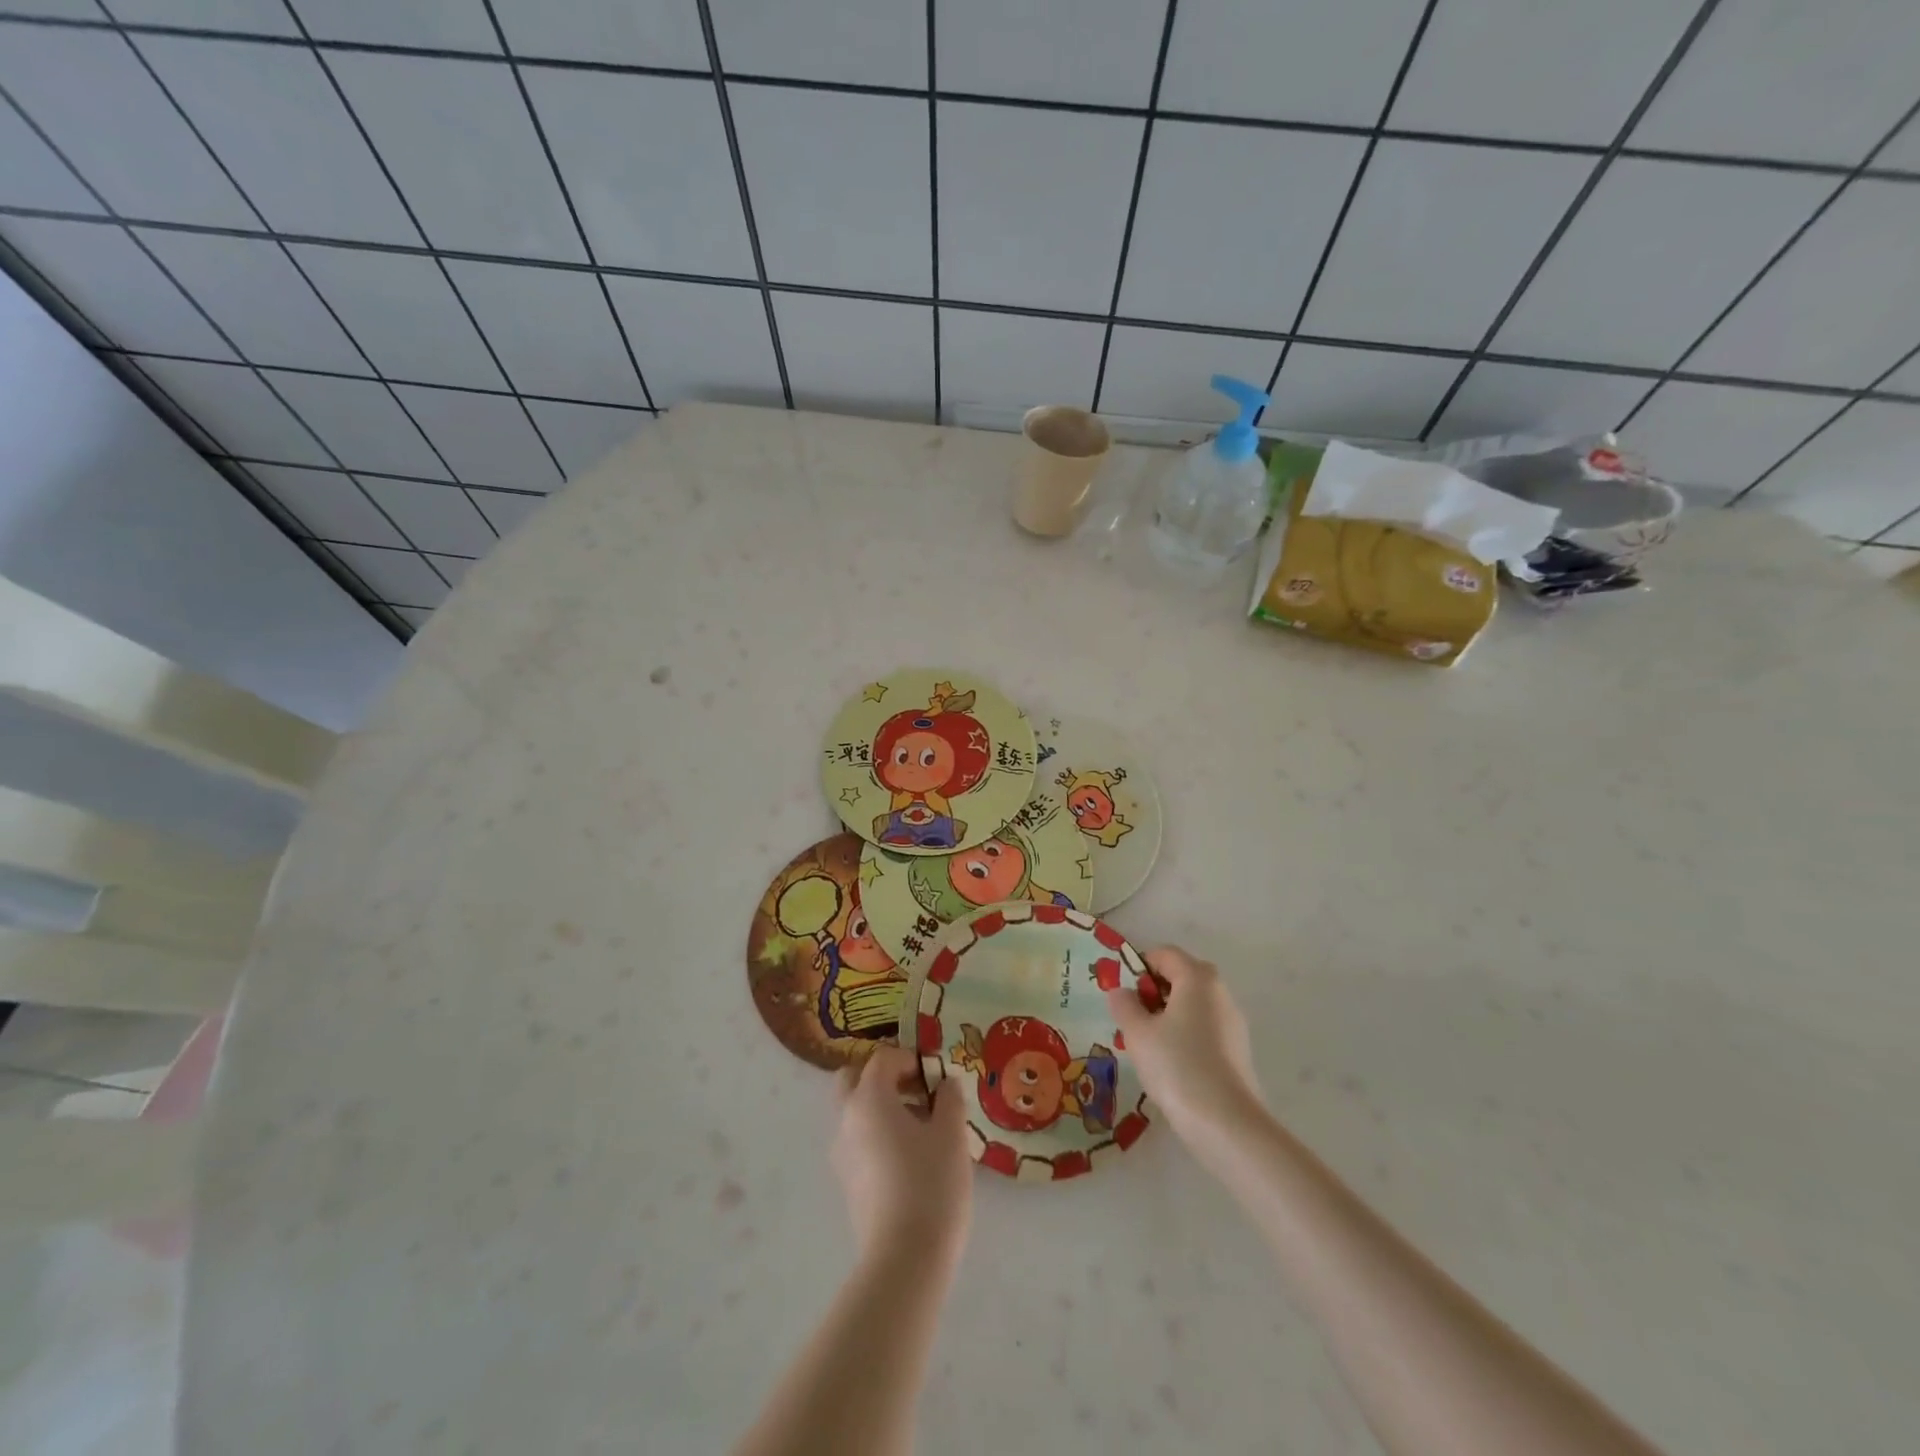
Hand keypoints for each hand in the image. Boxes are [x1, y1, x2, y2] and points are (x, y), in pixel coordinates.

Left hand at [833, 1046, 971, 1262]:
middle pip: (855, 1080)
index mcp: (869, 1098)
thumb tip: (946, 1083)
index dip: (910, 1058)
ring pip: (855, 1112)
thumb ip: (949, 1099)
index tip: (936, 1076)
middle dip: (884, 1078)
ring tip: (922, 1129)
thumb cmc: (931, 1184)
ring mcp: (841, 1153)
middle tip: (918, 1092)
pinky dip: (878, 1135)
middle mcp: (847, 1119)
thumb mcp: (952, 1134)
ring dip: (882, 1108)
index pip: (882, 1058)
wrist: (905, 1259)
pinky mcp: (846, 1183)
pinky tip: (911, 1159)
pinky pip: (858, 1141)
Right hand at [1107, 946, 1262, 1142]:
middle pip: (1181, 976)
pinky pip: (1204, 1028)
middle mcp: (1219, 992)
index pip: (1164, 954)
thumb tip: (1121, 991)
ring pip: (1193, 1004)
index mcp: (1197, 977)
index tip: (1123, 996)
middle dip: (1153, 992)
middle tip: (1133, 1019)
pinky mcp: (1238, 1050)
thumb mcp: (1137, 1033)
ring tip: (1148, 1045)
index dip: (1138, 967)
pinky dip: (1185, 1034)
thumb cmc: (1176, 1065)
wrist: (1226, 1123)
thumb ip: (1124, 1005)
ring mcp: (1232, 1022)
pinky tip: (1171, 1064)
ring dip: (1168, 1015)